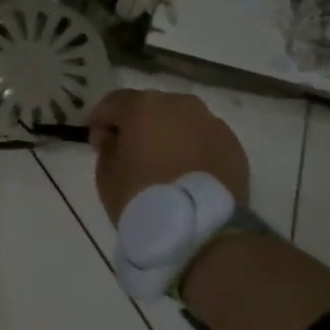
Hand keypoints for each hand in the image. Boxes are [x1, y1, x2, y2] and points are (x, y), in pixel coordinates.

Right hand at [87, 89, 249, 223]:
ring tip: (163, 162)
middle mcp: (180, 104)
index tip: (96, 139)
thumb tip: (112, 135)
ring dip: (169, 134)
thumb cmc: (142, 196)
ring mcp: (211, 123)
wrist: (200, 227)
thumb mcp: (106, 175)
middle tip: (130, 151)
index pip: (113, 102)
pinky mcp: (233, 145)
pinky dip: (193, 149)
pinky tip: (187, 172)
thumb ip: (106, 147)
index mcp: (144, 106)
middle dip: (138, 124)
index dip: (100, 118)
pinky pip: (204, 139)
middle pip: (151, 107)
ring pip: (181, 121)